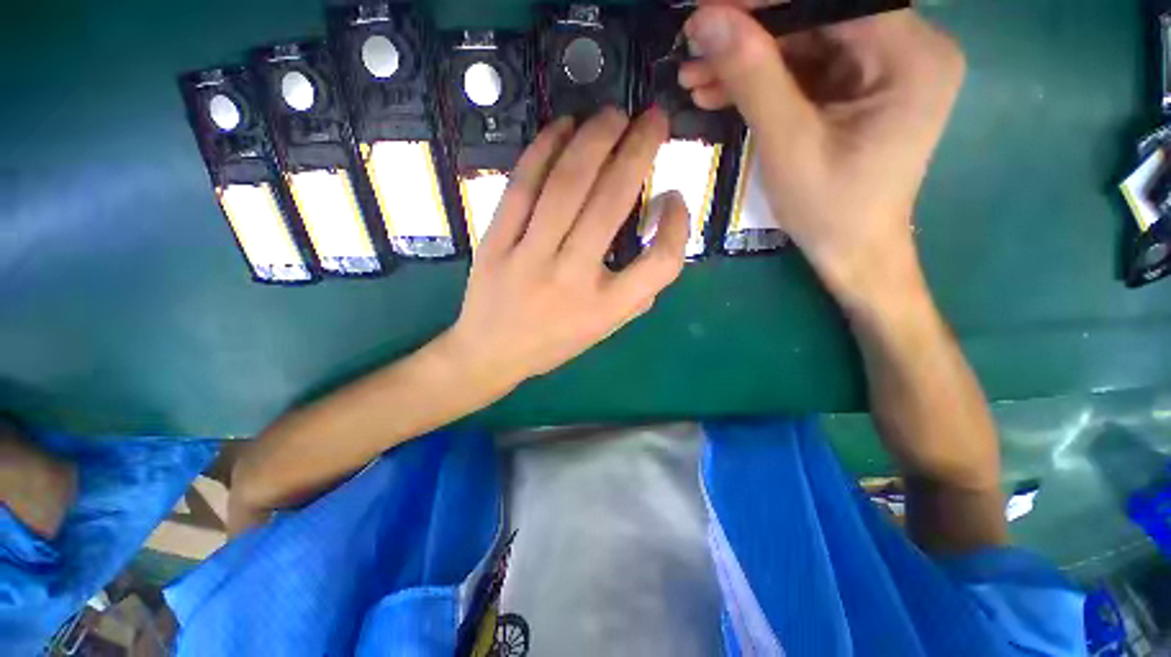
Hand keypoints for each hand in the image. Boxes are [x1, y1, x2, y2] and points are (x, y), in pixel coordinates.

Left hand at [442, 108, 689, 393]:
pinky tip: (562, 128)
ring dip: (594, 140)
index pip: (661, 263)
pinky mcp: (495, 243)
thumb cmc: (554, 342)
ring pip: (566, 186)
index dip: (679, 226)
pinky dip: (544, 150)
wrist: (491, 353)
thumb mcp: (604, 329)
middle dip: (637, 150)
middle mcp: (572, 279)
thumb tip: (657, 228)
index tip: (674, 196)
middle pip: (611, 204)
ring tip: (612, 115)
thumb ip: (636, 290)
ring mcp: (529, 258)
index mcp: (605, 308)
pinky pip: (522, 187)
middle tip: (652, 118)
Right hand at [679, 6, 964, 302]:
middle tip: (692, 51)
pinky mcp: (856, 90)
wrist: (851, 253)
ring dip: (745, 63)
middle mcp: (906, 49)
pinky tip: (717, 93)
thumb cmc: (830, 210)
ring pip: (803, 44)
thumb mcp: (789, 144)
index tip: (707, 11)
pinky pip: (802, 72)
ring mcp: (880, 70)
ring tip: (693, 78)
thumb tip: (707, 20)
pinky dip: (759, 83)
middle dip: (749, 37)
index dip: (764, 3)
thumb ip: (753, 77)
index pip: (831, 0)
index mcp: (911, 56)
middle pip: (816, 19)